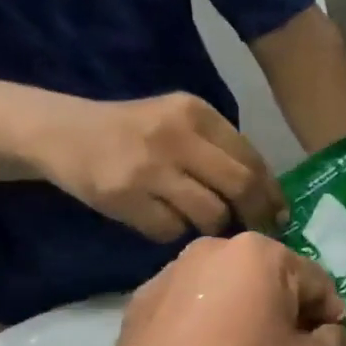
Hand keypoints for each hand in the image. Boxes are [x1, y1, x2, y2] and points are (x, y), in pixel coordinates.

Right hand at [26, 93, 287, 240]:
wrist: (64, 134)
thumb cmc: (134, 132)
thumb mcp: (179, 123)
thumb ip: (219, 149)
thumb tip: (267, 195)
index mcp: (196, 112)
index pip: (252, 158)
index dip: (272, 192)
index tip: (281, 214)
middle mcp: (176, 135)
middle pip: (240, 186)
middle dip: (258, 215)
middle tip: (262, 232)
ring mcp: (149, 166)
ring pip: (211, 214)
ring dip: (215, 226)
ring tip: (204, 224)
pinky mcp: (124, 196)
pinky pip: (172, 230)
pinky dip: (175, 232)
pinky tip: (162, 219)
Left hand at [95, 234, 345, 345]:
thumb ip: (336, 343)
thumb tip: (331, 332)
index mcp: (260, 253)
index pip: (317, 283)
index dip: (330, 320)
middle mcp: (214, 247)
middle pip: (272, 282)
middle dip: (286, 315)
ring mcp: (172, 271)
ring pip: (232, 292)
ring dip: (247, 318)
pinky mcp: (143, 299)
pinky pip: (195, 306)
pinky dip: (208, 326)